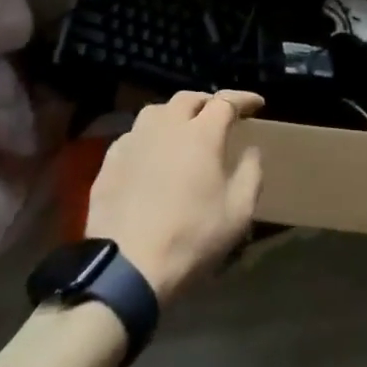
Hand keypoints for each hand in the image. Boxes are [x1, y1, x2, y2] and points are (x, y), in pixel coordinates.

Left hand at [85, 90, 264, 305]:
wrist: (127, 267)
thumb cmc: (191, 238)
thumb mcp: (239, 212)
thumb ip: (251, 174)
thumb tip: (251, 150)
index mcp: (201, 134)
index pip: (225, 101)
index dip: (243, 99)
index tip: (257, 103)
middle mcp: (165, 126)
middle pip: (188, 99)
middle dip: (207, 102)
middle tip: (219, 116)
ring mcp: (133, 141)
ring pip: (156, 112)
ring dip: (175, 114)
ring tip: (183, 130)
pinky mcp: (110, 161)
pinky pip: (133, 136)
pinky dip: (149, 137)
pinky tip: (152, 155)